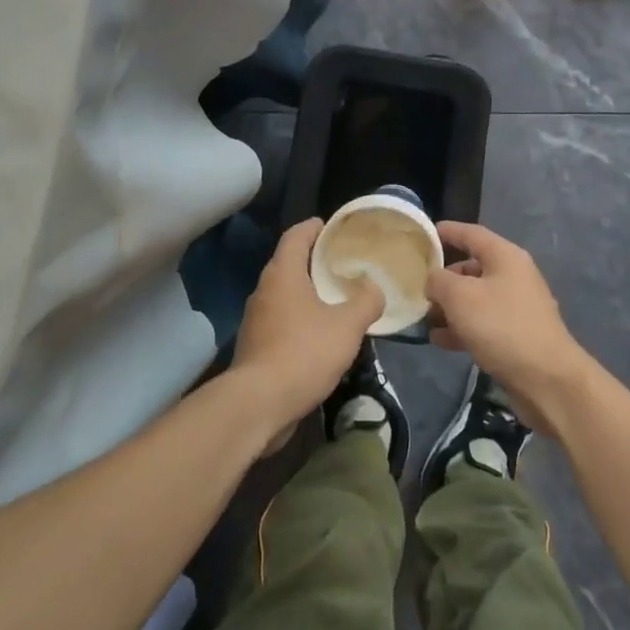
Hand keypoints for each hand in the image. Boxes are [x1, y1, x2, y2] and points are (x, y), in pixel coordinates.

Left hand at [229, 218, 383, 452]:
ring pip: (284, 295)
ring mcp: (256, 319)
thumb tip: (374, 287)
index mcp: (282, 274)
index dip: (313, 227)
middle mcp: (264, 290)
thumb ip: (366, 301)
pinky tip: (320, 334)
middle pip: (288, 264)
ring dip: (307, 293)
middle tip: (343, 263)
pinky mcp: (255, 346)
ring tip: (337, 298)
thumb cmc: (303, 352)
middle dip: (314, 261)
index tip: (331, 226)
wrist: (259, 404)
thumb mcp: (347, 326)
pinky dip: (300, 319)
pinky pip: (281, 321)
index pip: (295, 236)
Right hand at [425, 221, 593, 434]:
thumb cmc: (501, 326)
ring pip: (475, 299)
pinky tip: (440, 340)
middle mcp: (513, 276)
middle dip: (443, 277)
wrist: (547, 379)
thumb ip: (438, 280)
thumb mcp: (460, 297)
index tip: (424, 233)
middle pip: (472, 268)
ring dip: (449, 307)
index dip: (447, 231)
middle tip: (417, 286)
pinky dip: (461, 328)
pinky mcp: (515, 336)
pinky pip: (482, 324)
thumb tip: (433, 280)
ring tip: (423, 318)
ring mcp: (516, 307)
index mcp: (505, 257)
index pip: (471, 234)